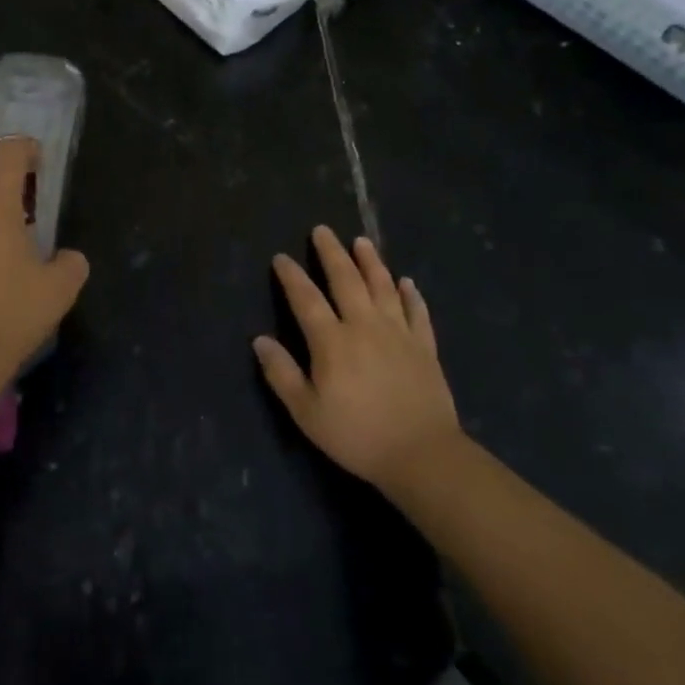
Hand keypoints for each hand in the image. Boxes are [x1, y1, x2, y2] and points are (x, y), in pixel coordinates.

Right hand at [255, 226, 460, 499]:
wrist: (422, 455)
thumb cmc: (357, 435)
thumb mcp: (307, 413)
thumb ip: (282, 374)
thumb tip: (259, 340)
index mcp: (332, 341)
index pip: (306, 299)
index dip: (292, 276)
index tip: (281, 257)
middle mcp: (364, 326)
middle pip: (346, 280)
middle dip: (331, 253)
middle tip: (322, 230)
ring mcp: (398, 333)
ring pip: (383, 287)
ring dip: (371, 262)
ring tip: (362, 241)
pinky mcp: (424, 347)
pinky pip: (417, 312)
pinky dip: (412, 295)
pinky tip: (407, 282)